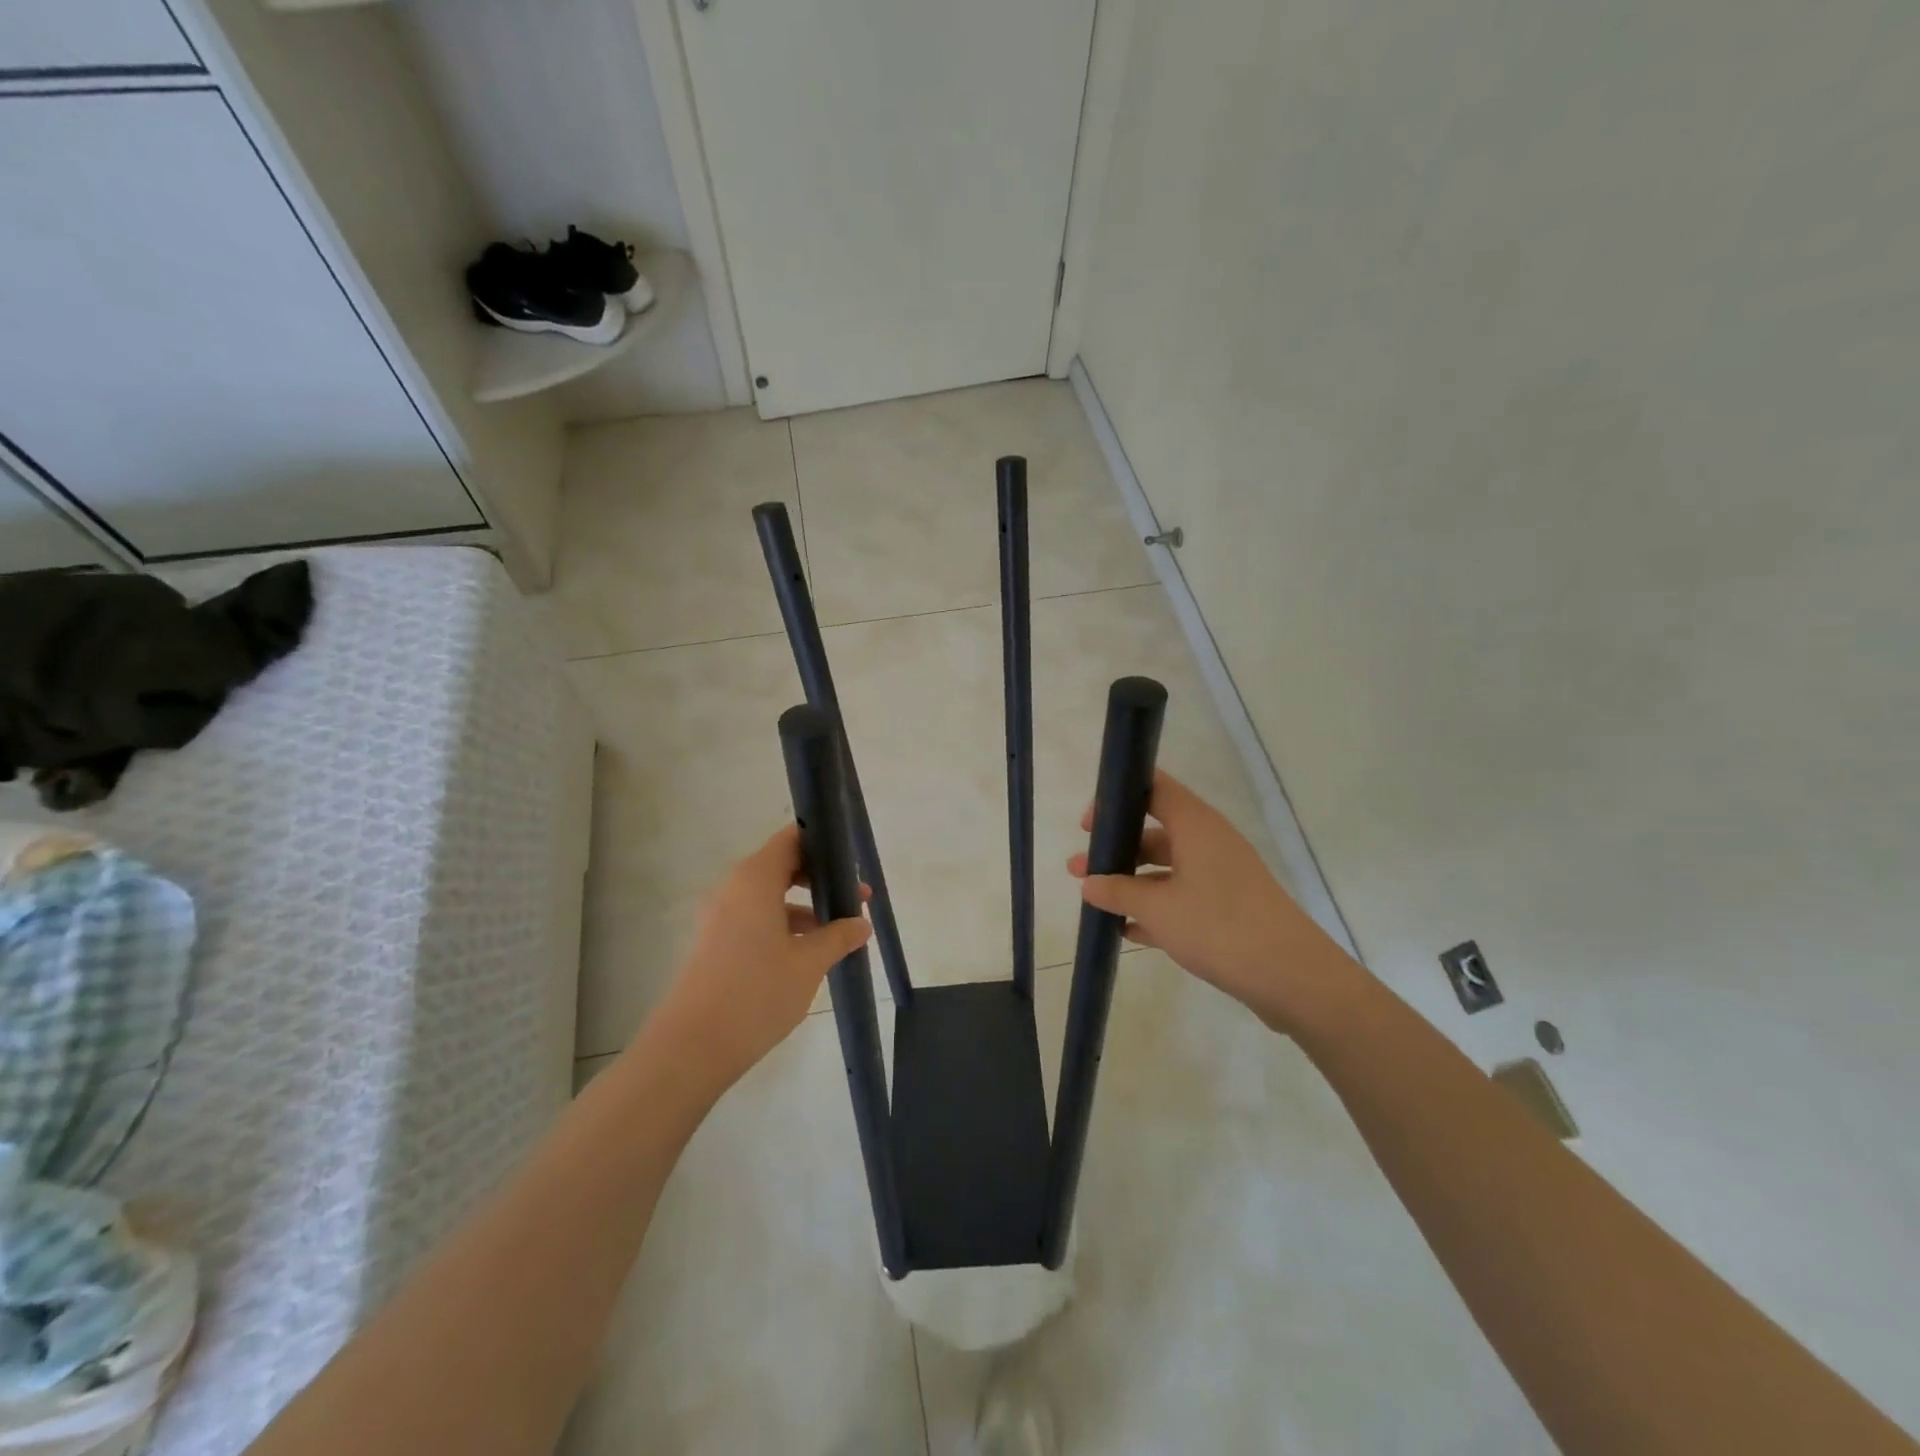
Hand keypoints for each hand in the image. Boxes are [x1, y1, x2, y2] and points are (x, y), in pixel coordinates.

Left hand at [652, 824, 871, 1089]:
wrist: (692, 1047)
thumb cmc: (756, 993)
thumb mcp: (809, 963)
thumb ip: (838, 937)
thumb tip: (861, 924)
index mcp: (755, 880)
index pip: (791, 840)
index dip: (822, 844)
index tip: (851, 862)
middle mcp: (733, 888)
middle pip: (782, 866)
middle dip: (820, 879)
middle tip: (855, 898)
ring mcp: (719, 916)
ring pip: (769, 895)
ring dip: (804, 906)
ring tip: (839, 931)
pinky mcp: (714, 943)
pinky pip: (755, 918)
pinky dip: (783, 925)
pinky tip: (808, 954)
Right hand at [1068, 771, 1349, 1031]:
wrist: (1292, 976)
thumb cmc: (1219, 927)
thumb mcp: (1157, 909)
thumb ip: (1118, 892)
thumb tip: (1089, 883)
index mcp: (1196, 825)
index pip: (1154, 788)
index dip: (1118, 798)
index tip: (1089, 824)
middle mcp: (1210, 841)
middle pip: (1155, 831)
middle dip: (1116, 849)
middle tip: (1079, 869)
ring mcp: (1222, 875)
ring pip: (1167, 867)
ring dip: (1131, 882)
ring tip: (1096, 902)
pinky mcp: (1229, 907)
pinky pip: (1182, 896)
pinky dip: (1155, 907)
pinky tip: (1129, 931)